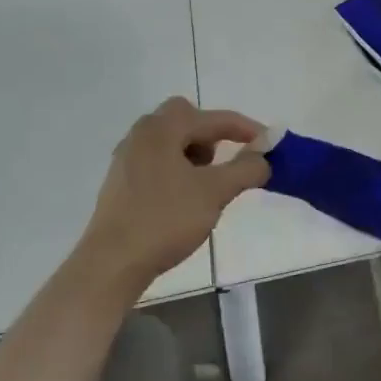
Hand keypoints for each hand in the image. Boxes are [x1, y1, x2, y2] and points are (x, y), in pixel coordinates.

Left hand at [73, 98, 269, 299]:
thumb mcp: (215, 192)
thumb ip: (245, 169)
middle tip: (224, 160)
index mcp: (162, 129)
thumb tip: (263, 156)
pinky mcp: (120, 182)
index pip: (213, 118)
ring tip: (206, 183)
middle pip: (184, 118)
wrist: (112, 263)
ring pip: (169, 140)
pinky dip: (176, 167)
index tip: (269, 143)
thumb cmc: (166, 219)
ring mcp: (126, 158)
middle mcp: (141, 134)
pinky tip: (183, 197)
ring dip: (193, 152)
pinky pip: (156, 160)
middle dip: (211, 134)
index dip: (245, 128)